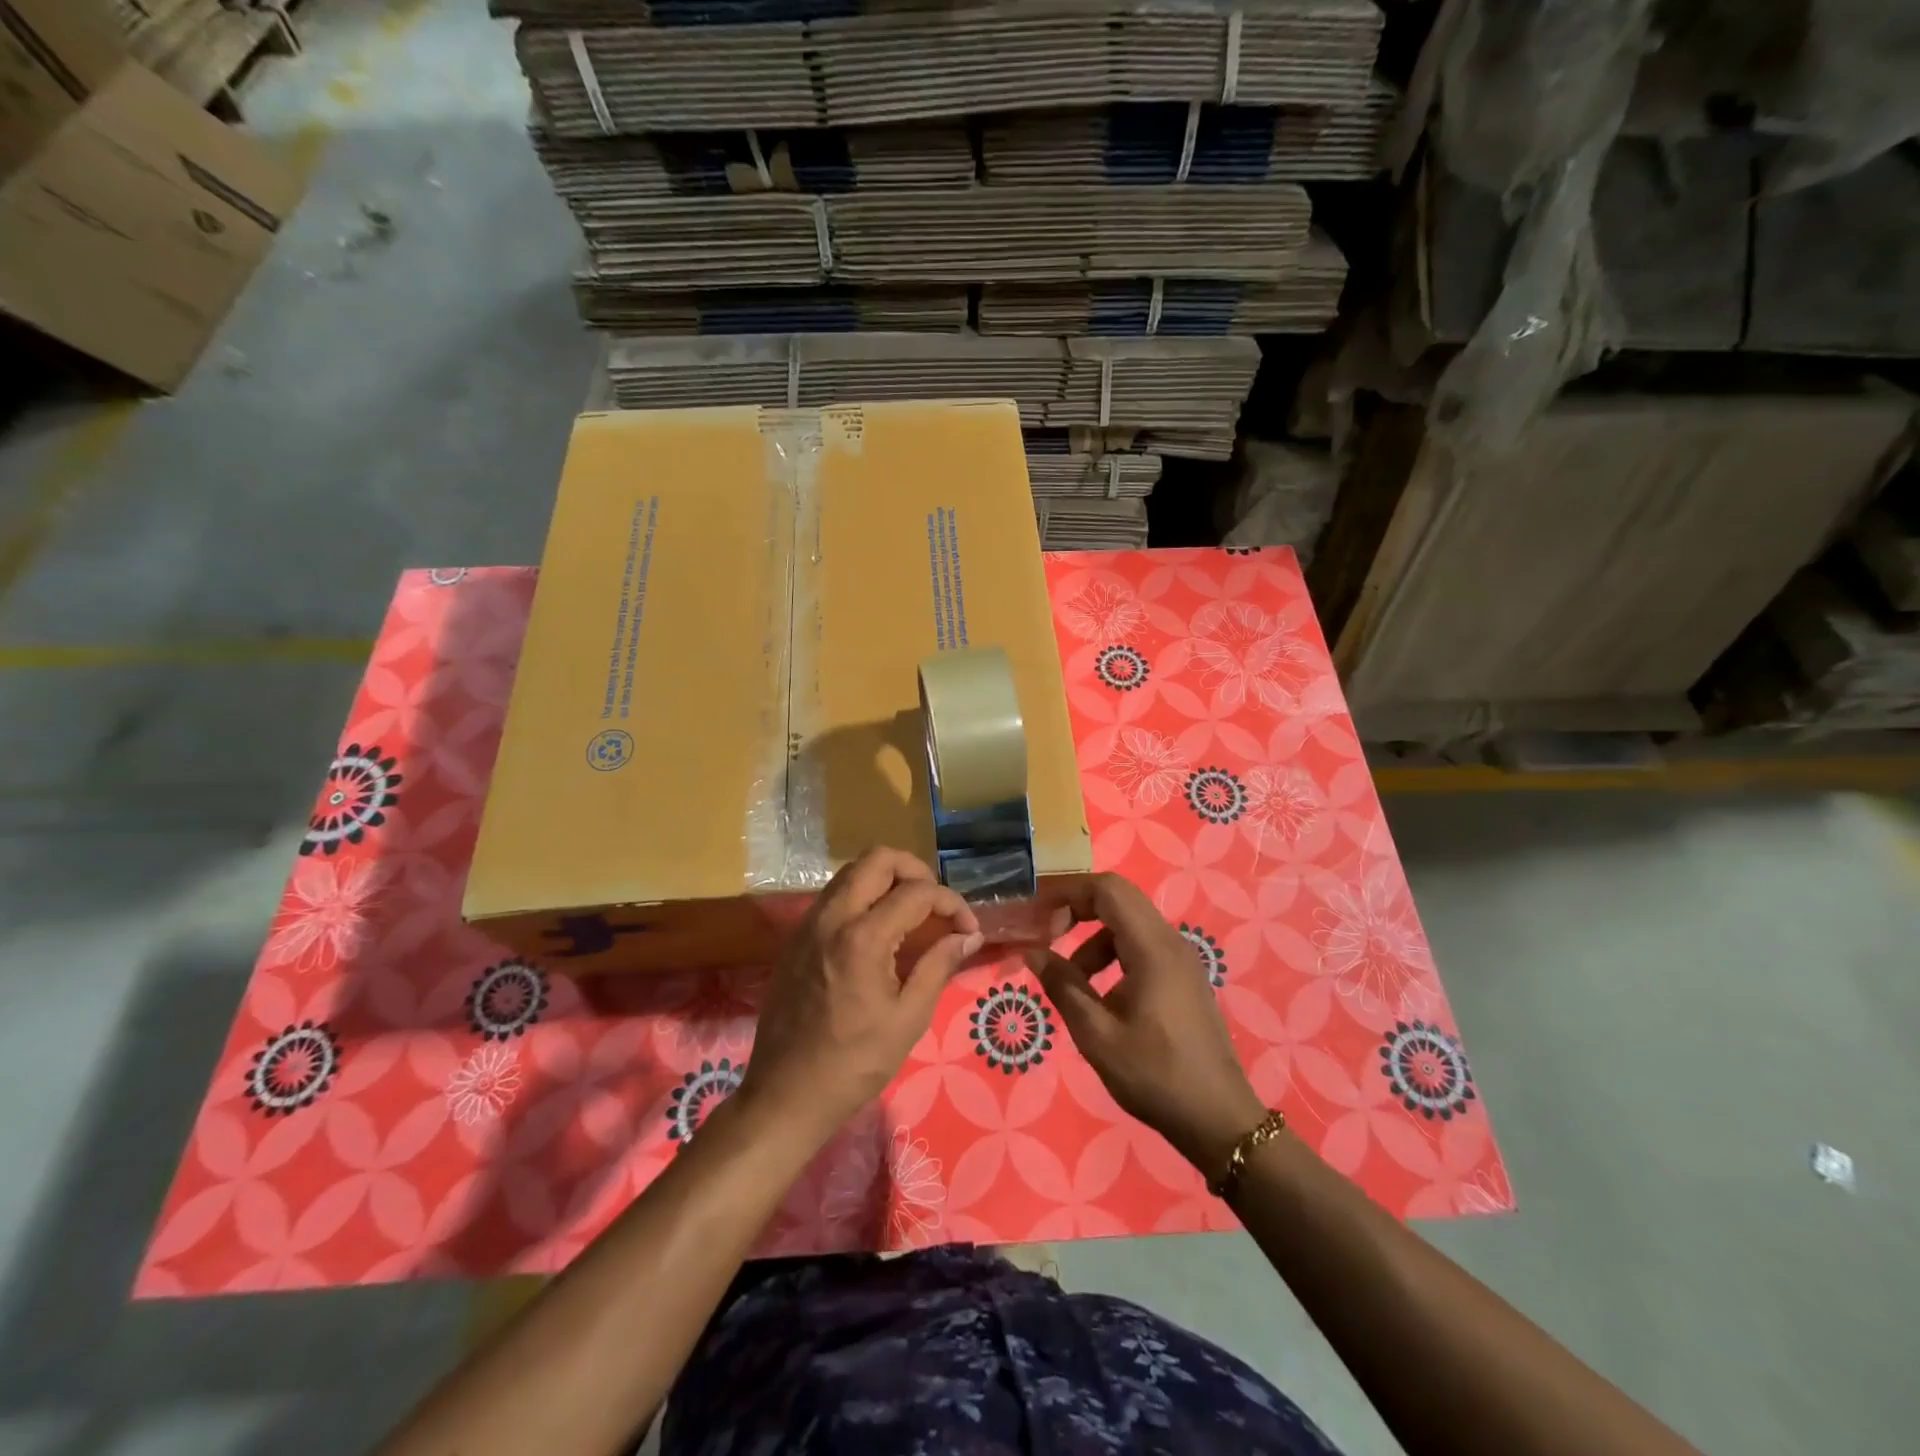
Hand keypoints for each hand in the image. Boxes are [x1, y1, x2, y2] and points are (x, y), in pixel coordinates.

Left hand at [740, 848, 981, 1148]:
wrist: (785, 1094)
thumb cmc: (854, 1063)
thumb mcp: (909, 1018)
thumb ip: (939, 965)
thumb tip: (969, 935)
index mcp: (863, 936)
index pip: (917, 892)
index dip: (951, 903)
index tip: (968, 929)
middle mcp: (831, 917)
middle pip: (878, 858)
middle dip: (915, 871)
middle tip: (935, 905)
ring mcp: (808, 924)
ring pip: (852, 872)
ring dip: (886, 880)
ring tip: (912, 914)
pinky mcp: (796, 938)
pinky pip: (834, 896)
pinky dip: (862, 896)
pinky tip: (879, 930)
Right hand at [1025, 873, 1263, 1183]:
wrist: (1218, 1120)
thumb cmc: (1155, 1075)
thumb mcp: (1097, 1035)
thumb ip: (1063, 986)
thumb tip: (1032, 952)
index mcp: (1152, 948)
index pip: (1107, 890)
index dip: (1068, 890)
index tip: (1035, 907)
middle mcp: (1171, 941)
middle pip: (1119, 898)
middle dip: (1077, 907)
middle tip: (1045, 932)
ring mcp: (1181, 959)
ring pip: (1129, 923)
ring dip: (1093, 937)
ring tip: (1070, 977)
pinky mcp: (1184, 977)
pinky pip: (1142, 945)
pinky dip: (1113, 954)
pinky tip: (1100, 993)